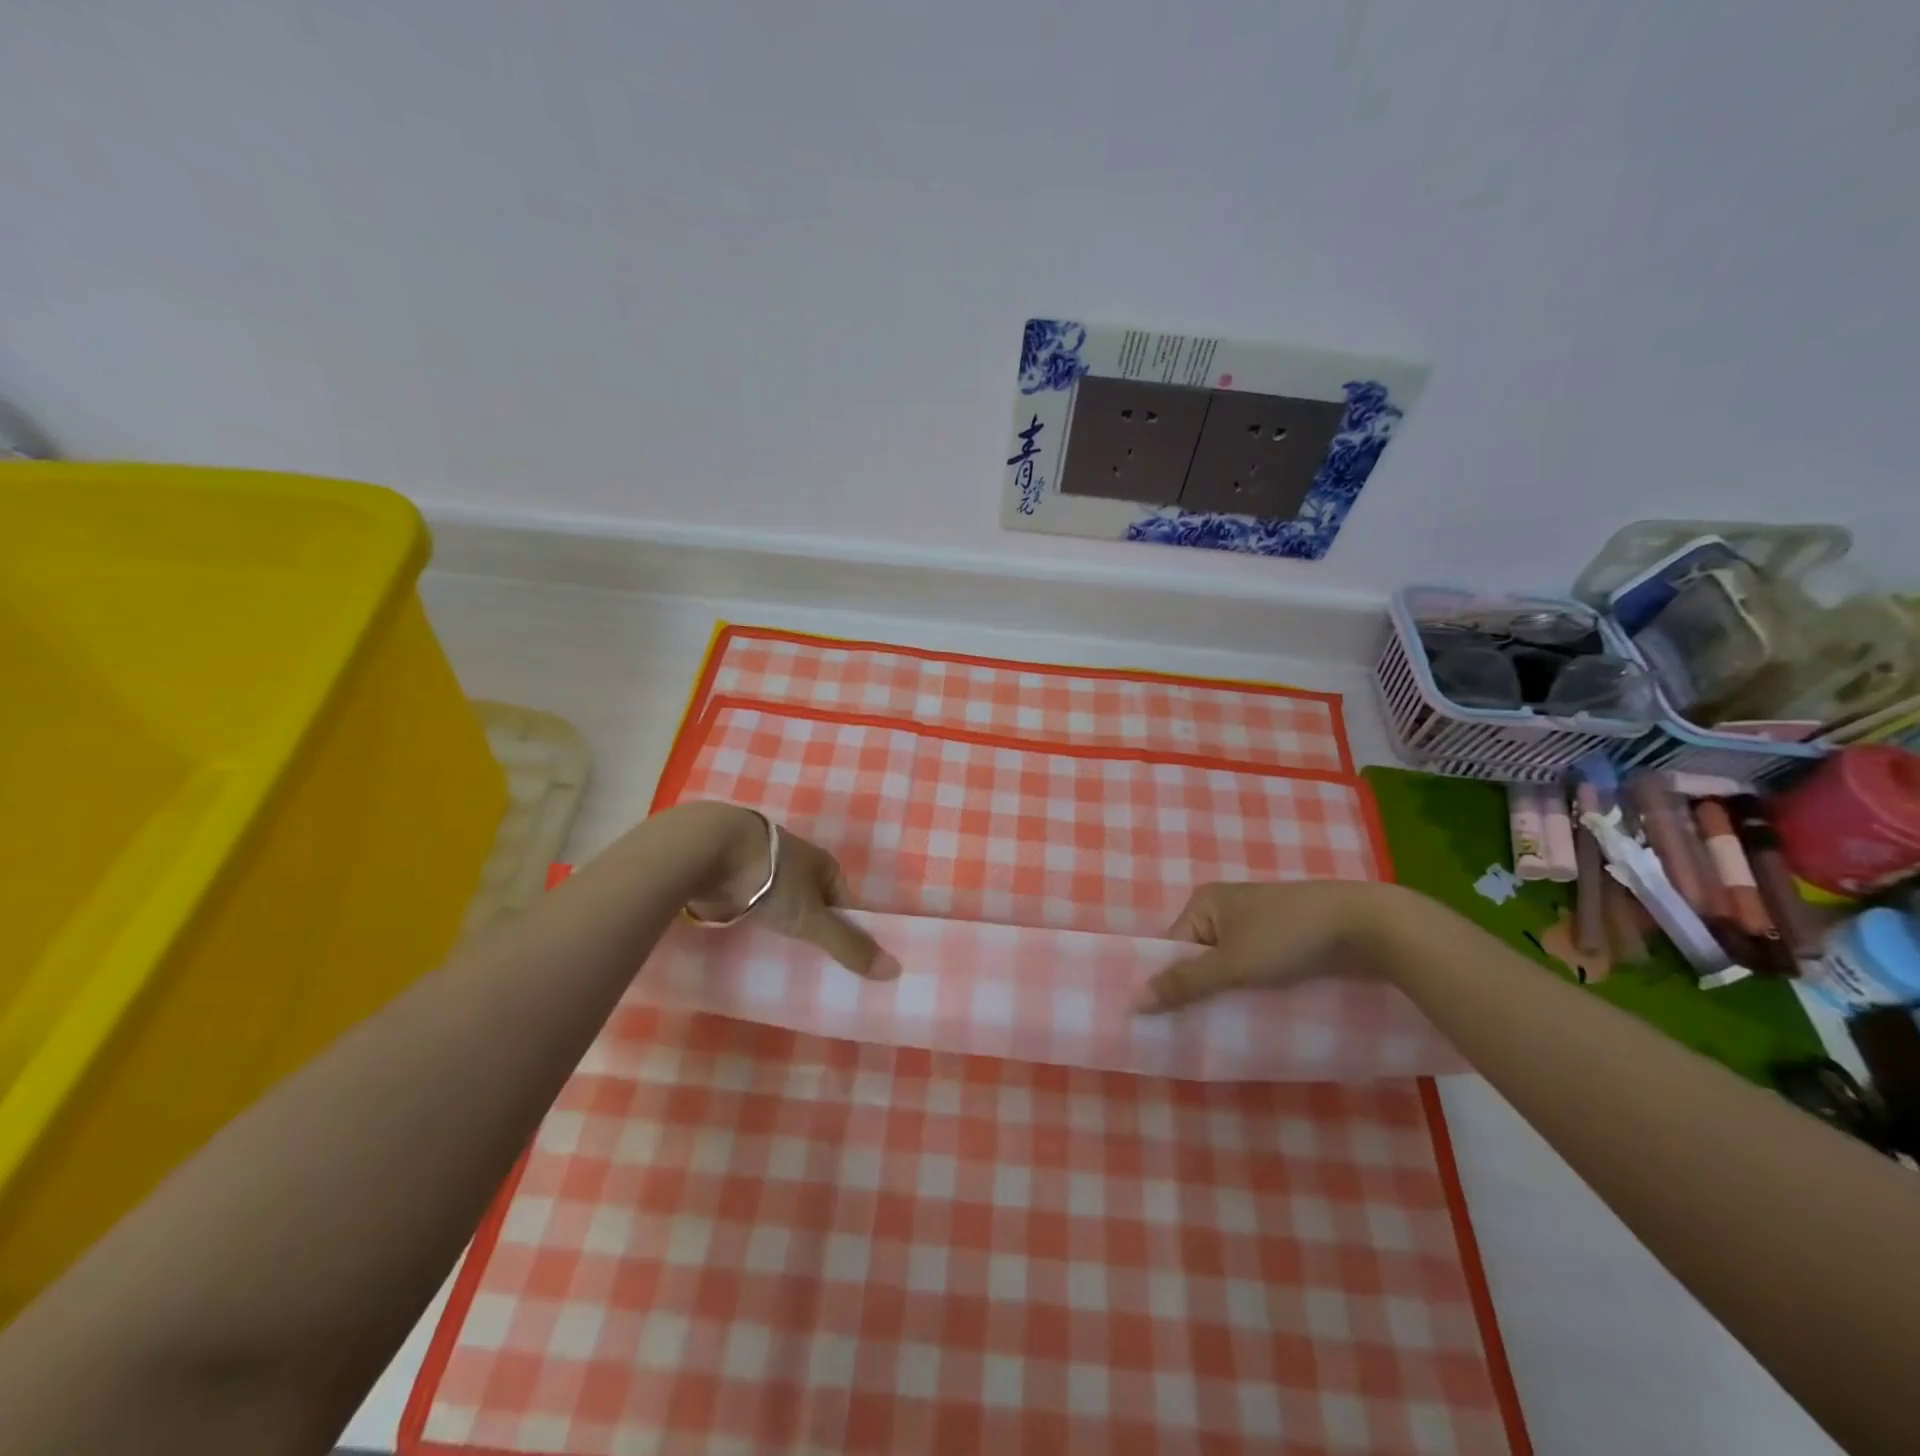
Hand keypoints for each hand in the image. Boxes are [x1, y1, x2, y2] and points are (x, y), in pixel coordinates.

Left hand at [686, 806, 900, 980]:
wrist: (708, 849)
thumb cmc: (770, 879)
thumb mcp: (812, 918)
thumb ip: (848, 945)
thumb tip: (895, 971)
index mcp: (820, 861)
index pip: (841, 897)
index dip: (844, 925)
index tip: (840, 956)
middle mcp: (793, 858)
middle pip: (809, 896)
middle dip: (808, 922)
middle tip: (807, 960)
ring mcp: (759, 861)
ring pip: (775, 896)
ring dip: (775, 917)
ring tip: (774, 950)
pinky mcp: (729, 869)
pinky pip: (746, 897)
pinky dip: (747, 913)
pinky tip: (742, 931)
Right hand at [1133, 880, 1407, 1012]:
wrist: (1363, 925)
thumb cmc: (1286, 936)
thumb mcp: (1231, 963)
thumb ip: (1184, 982)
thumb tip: (1134, 1000)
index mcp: (1205, 903)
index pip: (1172, 946)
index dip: (1168, 981)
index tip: (1165, 1020)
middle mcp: (1226, 908)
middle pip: (1199, 957)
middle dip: (1198, 991)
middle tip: (1192, 1031)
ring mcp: (1257, 923)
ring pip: (1228, 966)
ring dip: (1227, 994)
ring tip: (1221, 1029)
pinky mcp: (1284, 940)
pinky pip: (1254, 968)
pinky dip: (1251, 989)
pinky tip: (1252, 1014)